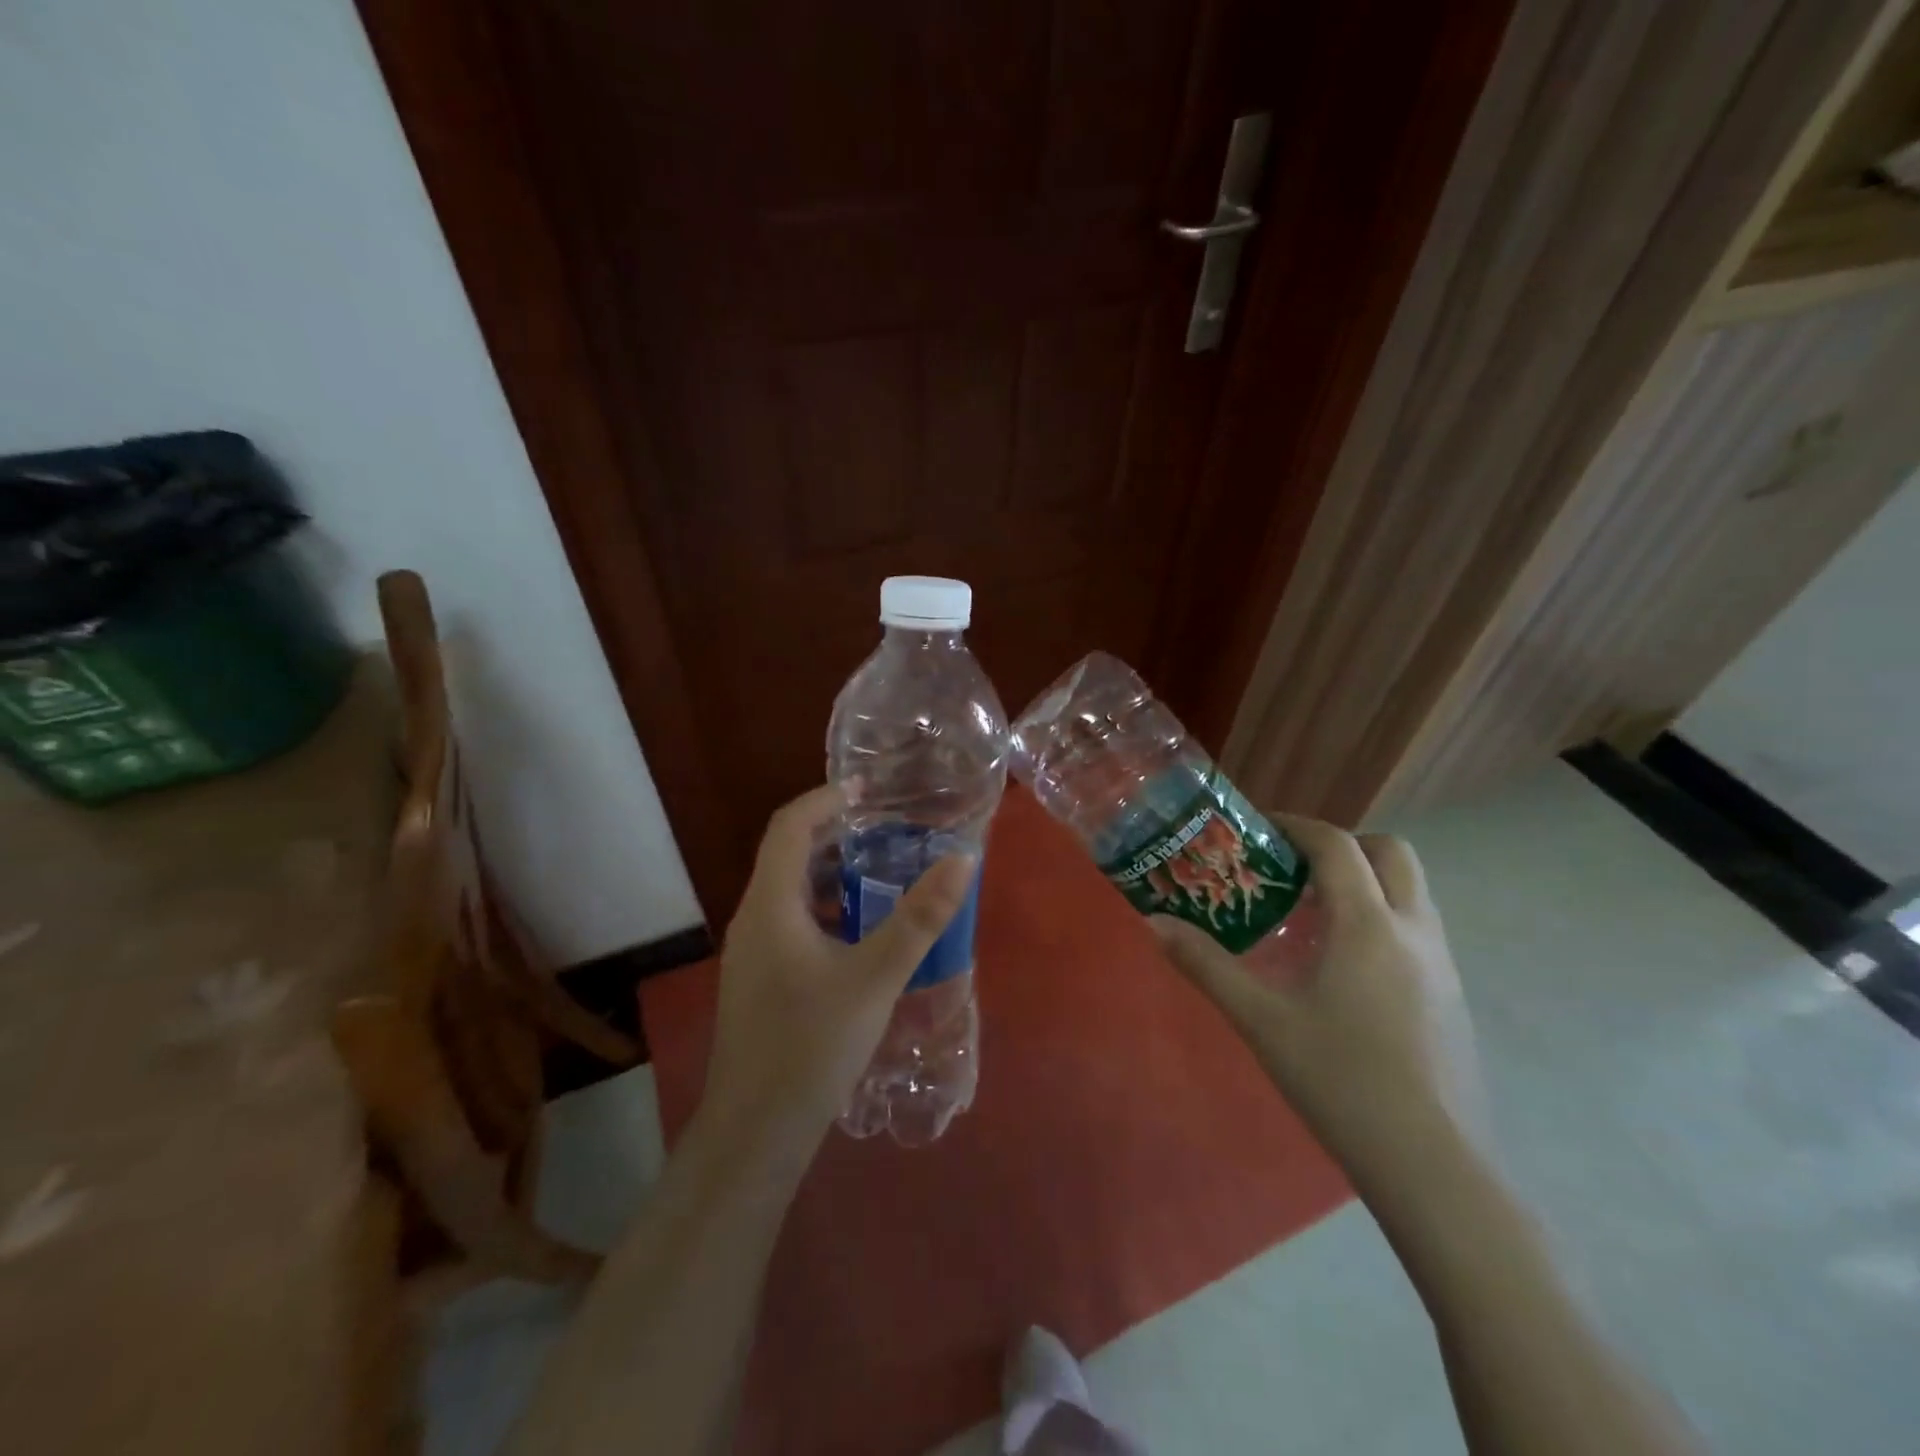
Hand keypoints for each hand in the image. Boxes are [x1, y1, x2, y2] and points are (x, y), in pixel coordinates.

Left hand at [698, 784, 975, 1164]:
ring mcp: (753, 953)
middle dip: (836, 834)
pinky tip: (863, 933)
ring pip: (791, 892)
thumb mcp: (875, 977)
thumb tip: (961, 859)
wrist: (755, 1134)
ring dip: (833, 874)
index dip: (826, 799)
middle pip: (789, 854)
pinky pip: (793, 923)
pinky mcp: (760, 980)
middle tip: (889, 830)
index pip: (790, 825)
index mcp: (770, 904)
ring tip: (884, 873)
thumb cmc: (811, 1046)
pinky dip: (827, 909)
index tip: (869, 791)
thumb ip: (920, 917)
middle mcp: (753, 919)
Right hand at [1151, 815, 1484, 1196]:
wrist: (1433, 1165)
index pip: (1337, 845)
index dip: (1297, 825)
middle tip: (1294, 868)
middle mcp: (1413, 930)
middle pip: (1390, 853)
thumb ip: (1206, 965)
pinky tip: (1343, 967)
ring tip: (1312, 915)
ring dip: (1365, 881)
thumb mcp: (1261, 1020)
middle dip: (1342, 845)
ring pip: (1410, 891)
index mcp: (1368, 924)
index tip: (1259, 828)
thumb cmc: (1341, 1081)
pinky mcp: (1452, 997)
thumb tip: (1153, 923)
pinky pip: (1417, 928)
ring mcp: (1443, 964)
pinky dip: (1381, 918)